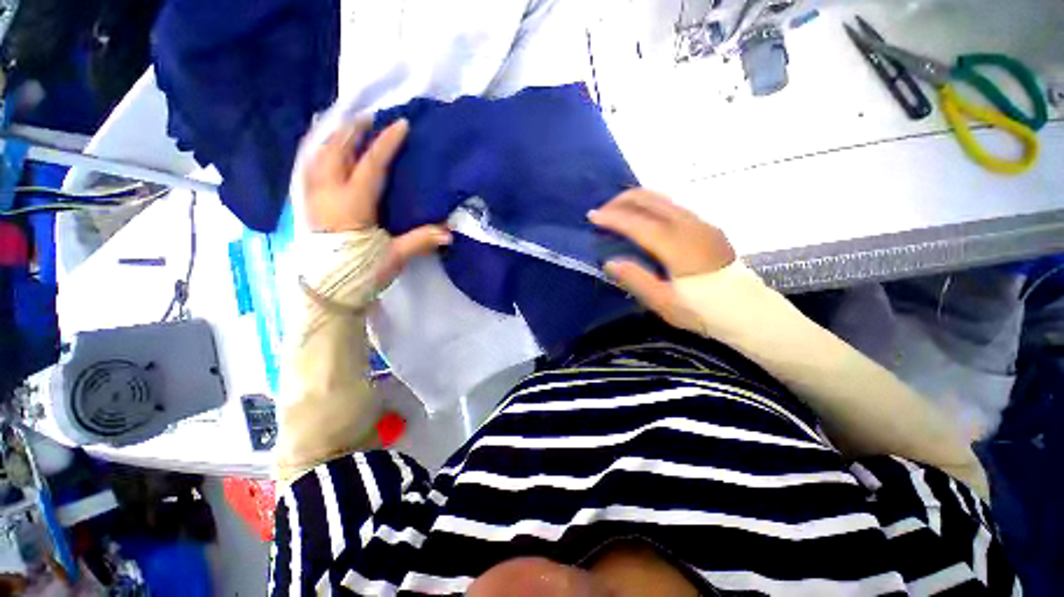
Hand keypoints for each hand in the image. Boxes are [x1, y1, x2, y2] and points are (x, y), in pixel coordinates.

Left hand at [303, 118, 450, 286]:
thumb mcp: (394, 257)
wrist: (326, 292)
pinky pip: (306, 168)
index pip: (371, 165)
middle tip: (369, 117)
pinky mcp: (305, 205)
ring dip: (332, 136)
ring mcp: (311, 197)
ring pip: (317, 155)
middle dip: (353, 130)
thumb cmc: (362, 273)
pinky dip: (314, 152)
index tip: (400, 124)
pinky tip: (320, 149)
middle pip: (337, 151)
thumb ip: (420, 241)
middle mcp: (327, 194)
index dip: (386, 143)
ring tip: (344, 125)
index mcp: (352, 205)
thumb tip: (450, 232)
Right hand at [589, 189, 734, 331]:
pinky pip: (673, 206)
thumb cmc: (705, 312)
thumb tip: (609, 261)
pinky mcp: (707, 227)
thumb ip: (636, 279)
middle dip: (622, 201)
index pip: (638, 223)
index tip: (592, 216)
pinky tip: (642, 218)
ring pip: (663, 199)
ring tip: (617, 213)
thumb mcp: (664, 303)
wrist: (749, 312)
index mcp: (678, 246)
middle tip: (602, 212)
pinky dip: (651, 206)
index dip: (613, 217)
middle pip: (651, 199)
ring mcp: (701, 223)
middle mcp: (690, 226)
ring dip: (637, 201)